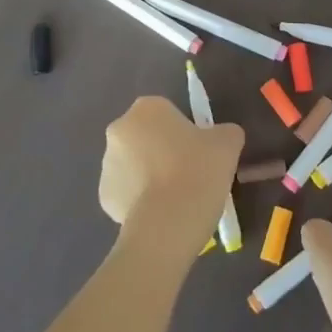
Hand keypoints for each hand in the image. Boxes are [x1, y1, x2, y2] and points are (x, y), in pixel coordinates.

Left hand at [99, 96, 242, 262]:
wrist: (170, 223)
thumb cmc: (198, 170)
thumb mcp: (228, 143)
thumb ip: (225, 132)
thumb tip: (222, 137)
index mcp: (146, 108)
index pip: (166, 113)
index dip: (184, 131)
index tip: (199, 152)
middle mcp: (119, 130)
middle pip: (146, 137)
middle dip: (162, 152)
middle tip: (190, 174)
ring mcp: (106, 165)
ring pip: (134, 166)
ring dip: (150, 176)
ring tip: (177, 199)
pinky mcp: (103, 198)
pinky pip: (127, 194)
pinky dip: (141, 202)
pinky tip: (161, 214)